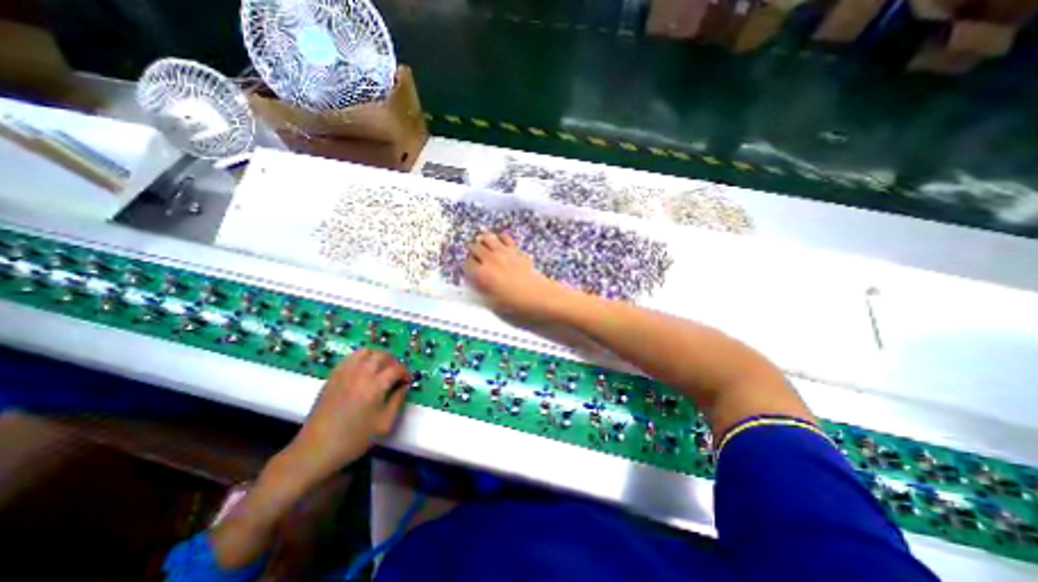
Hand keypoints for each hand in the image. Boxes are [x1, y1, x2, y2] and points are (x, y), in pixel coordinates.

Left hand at [281, 350, 409, 489]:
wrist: (316, 449)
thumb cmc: (354, 439)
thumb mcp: (384, 424)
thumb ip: (397, 401)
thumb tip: (404, 386)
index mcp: (375, 386)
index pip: (397, 369)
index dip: (406, 373)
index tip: (407, 381)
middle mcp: (361, 374)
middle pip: (382, 355)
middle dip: (393, 361)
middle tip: (395, 373)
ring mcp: (344, 373)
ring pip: (365, 352)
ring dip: (377, 356)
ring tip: (380, 368)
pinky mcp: (332, 377)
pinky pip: (350, 358)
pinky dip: (361, 358)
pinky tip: (363, 370)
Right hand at [464, 232, 566, 320]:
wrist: (536, 295)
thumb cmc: (513, 304)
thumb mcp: (491, 301)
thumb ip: (481, 288)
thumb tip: (476, 280)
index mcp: (481, 274)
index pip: (466, 264)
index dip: (468, 267)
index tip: (472, 271)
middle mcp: (489, 260)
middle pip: (474, 247)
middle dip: (474, 253)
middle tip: (477, 259)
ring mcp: (502, 252)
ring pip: (486, 237)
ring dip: (483, 241)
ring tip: (485, 247)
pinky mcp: (515, 249)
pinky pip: (504, 237)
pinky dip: (500, 238)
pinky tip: (500, 244)